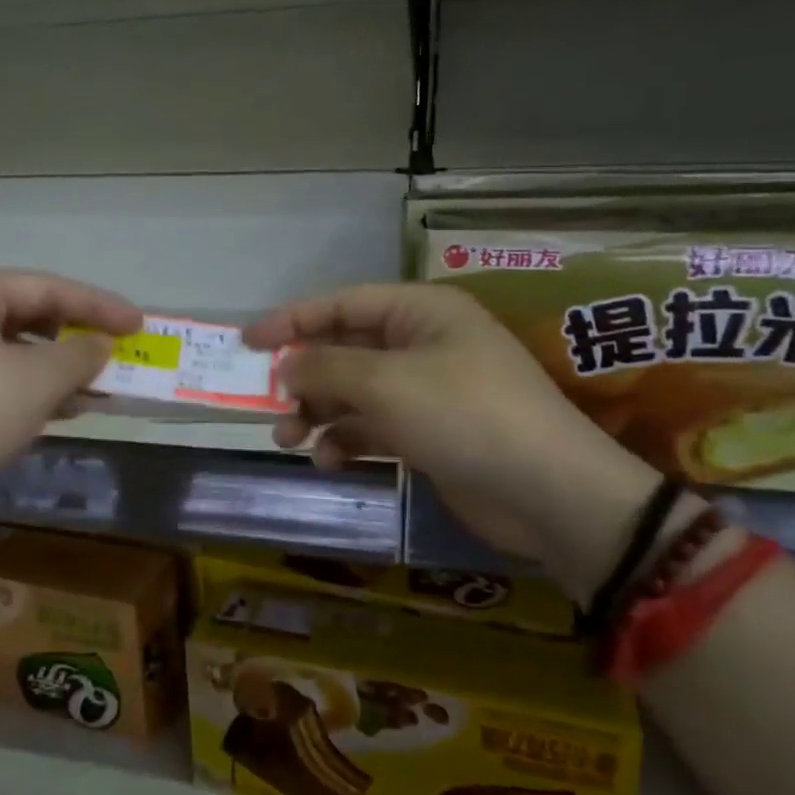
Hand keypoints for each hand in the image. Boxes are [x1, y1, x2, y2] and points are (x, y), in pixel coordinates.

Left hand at [0, 270, 140, 529]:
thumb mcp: (34, 382)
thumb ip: (79, 355)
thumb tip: (100, 345)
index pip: (46, 287)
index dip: (99, 305)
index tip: (139, 325)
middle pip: (27, 317)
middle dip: (77, 339)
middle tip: (118, 357)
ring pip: (11, 354)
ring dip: (57, 371)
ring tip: (98, 390)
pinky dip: (29, 393)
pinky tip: (59, 412)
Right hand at [244, 283, 660, 604]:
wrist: (547, 491)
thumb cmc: (463, 415)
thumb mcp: (385, 383)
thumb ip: (325, 368)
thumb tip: (284, 365)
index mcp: (419, 312)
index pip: (341, 303)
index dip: (291, 320)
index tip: (247, 343)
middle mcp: (421, 343)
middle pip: (344, 350)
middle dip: (304, 378)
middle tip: (269, 406)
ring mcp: (426, 390)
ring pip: (354, 393)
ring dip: (319, 414)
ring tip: (290, 441)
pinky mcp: (429, 433)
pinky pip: (373, 427)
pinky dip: (348, 440)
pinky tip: (331, 461)